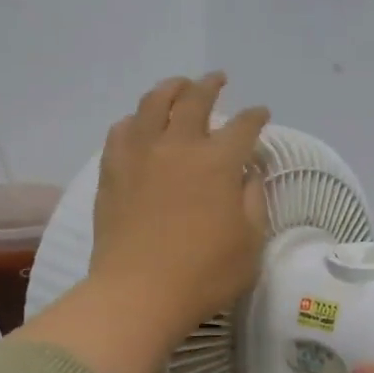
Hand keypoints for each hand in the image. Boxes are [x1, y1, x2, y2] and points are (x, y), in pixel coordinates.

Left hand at [90, 73, 270, 340]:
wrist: (138, 293)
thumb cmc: (204, 275)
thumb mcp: (250, 244)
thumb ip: (254, 202)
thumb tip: (248, 174)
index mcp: (218, 163)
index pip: (243, 126)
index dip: (255, 117)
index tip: (261, 114)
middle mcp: (178, 146)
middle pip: (195, 100)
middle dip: (210, 85)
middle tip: (217, 79)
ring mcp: (140, 155)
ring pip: (153, 104)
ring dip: (170, 89)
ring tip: (177, 86)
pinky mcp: (112, 171)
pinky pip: (121, 130)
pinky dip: (134, 119)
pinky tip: (138, 124)